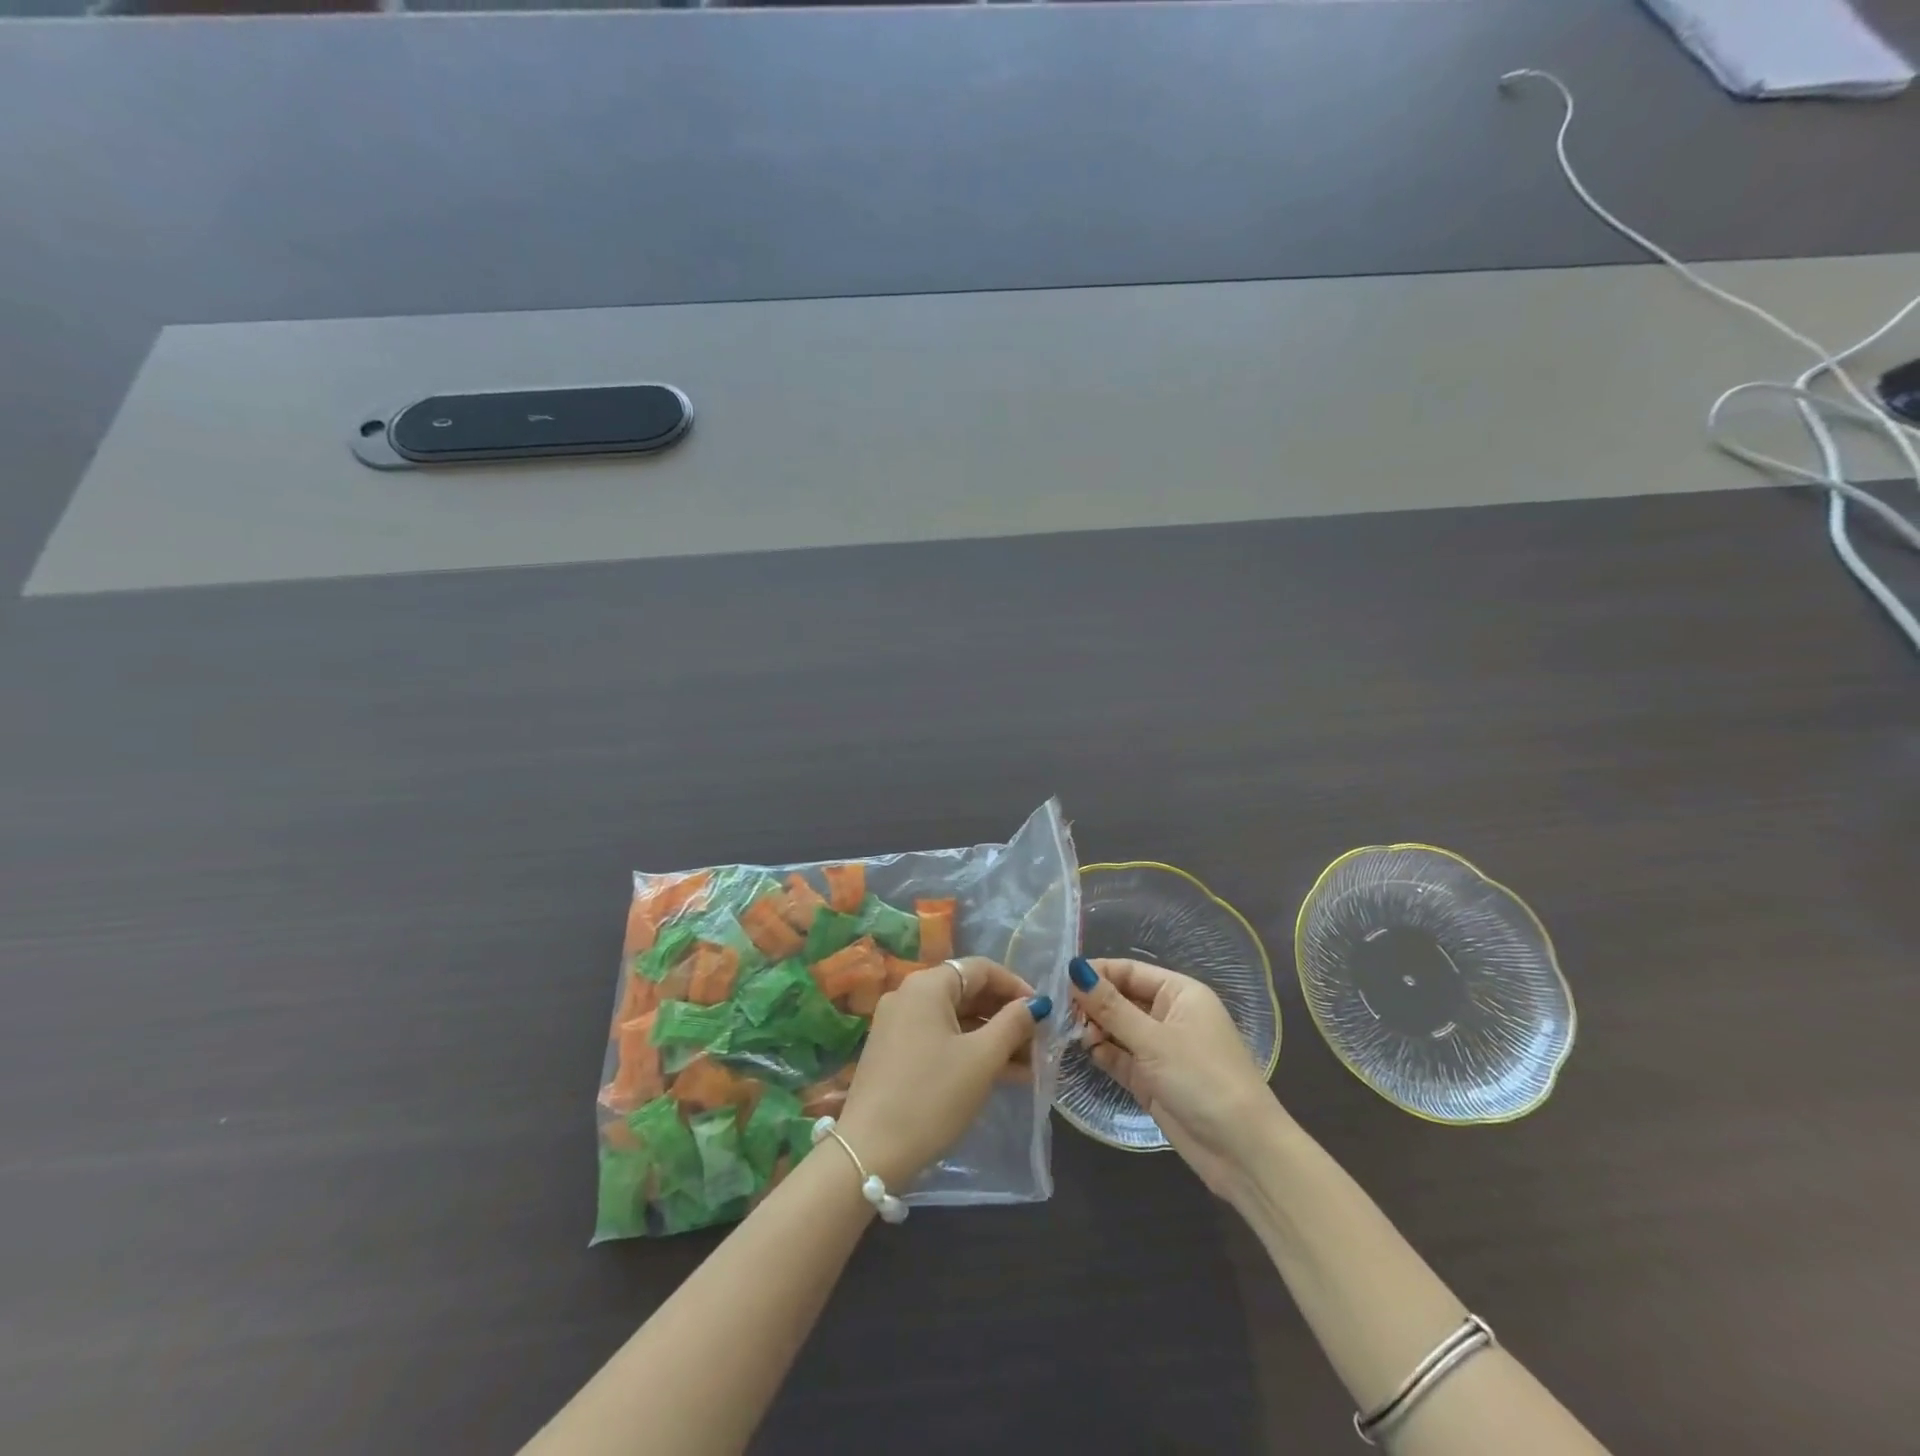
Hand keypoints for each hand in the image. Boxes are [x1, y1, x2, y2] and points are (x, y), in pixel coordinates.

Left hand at [837, 957, 1051, 1188]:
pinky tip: (998, 1075)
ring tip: (1028, 1067)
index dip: (1016, 986)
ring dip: (991, 1038)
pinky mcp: (893, 1053)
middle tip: (1038, 1043)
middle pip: (967, 992)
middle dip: (1006, 1016)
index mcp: (927, 985)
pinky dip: (969, 1050)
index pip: (981, 969)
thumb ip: (1013, 1024)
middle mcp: (908, 995)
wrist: (870, 1152)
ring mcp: (897, 1024)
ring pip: (955, 1019)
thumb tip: (1035, 1004)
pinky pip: (939, 1038)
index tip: (1043, 1012)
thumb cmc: (933, 1096)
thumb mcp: (982, 1059)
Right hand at [1070, 956, 1279, 1199]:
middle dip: (1093, 1004)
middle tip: (1063, 1014)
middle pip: (1121, 999)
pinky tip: (1087, 1053)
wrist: (1242, 1151)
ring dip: (1095, 1030)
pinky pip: (1120, 1057)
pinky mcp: (1152, 1080)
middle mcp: (1170, 1016)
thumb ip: (1110, 1006)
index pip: (1130, 971)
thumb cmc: (1202, 1078)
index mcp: (1179, 993)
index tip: (1060, 981)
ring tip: (1075, 1036)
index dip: (1097, 973)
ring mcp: (1160, 1050)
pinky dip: (1104, 1054)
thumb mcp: (1153, 1039)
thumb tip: (1074, 968)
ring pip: (1118, 1029)